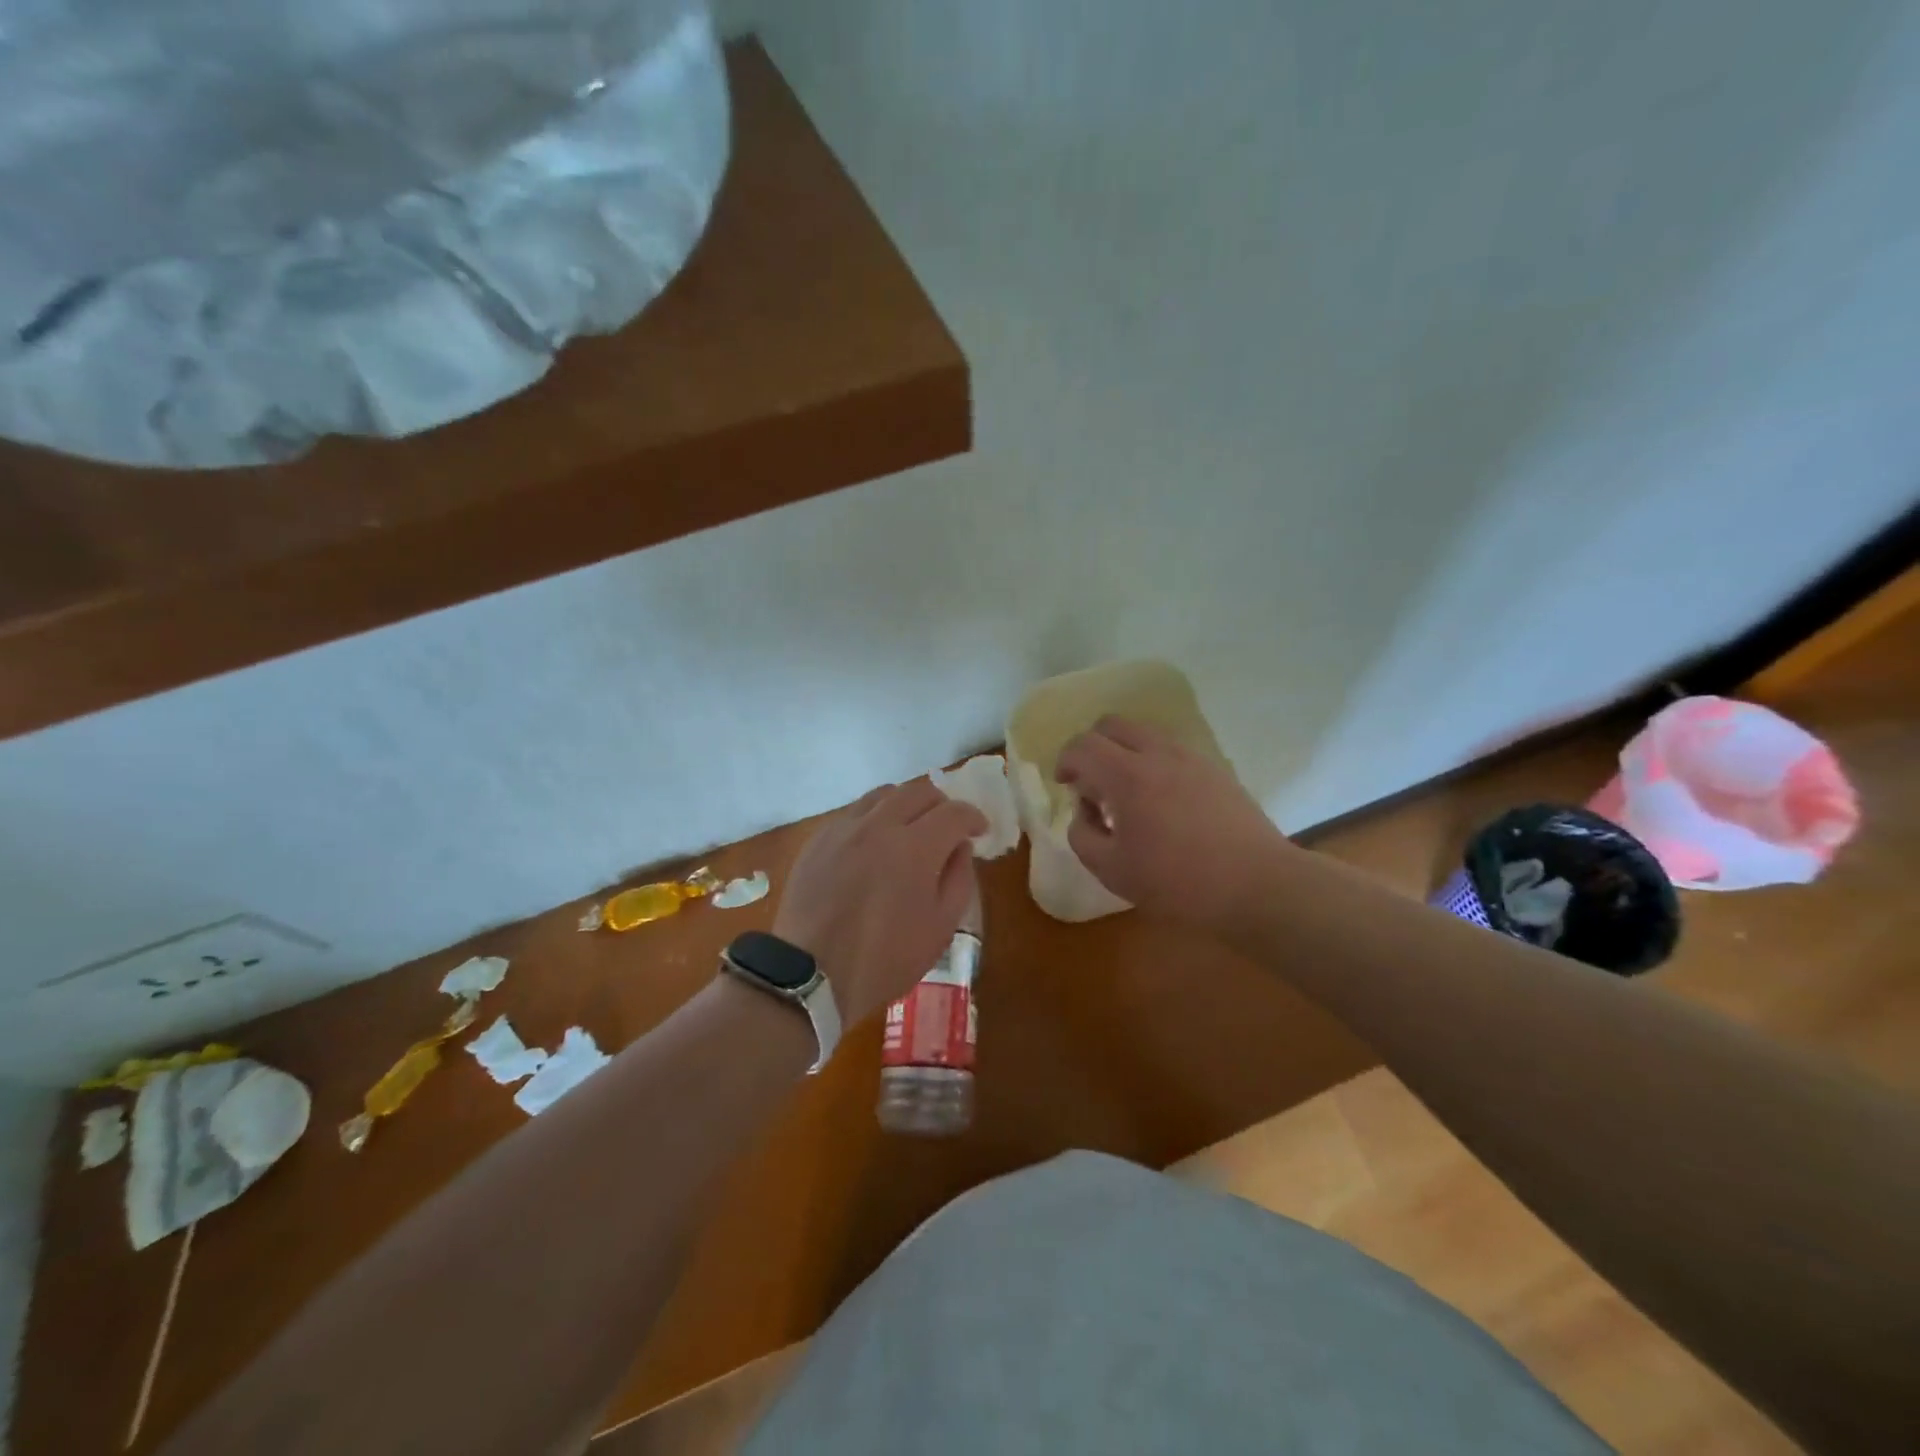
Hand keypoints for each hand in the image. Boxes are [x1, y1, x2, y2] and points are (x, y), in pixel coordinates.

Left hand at [772, 780, 986, 1025]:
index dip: (973, 817)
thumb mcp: (940, 928)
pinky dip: (874, 819)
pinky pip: (854, 813)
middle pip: (918, 790)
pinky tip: (874, 845)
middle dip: (941, 804)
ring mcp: (844, 828)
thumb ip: (959, 880)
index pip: (954, 812)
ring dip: (906, 805)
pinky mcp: (818, 839)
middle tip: (947, 827)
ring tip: (910, 829)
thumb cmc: (884, 959)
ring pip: (883, 794)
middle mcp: (879, 825)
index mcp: (915, 848)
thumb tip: (960, 848)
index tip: (980, 831)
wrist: (810, 975)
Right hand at [1056, 715, 1295, 932]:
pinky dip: (1152, 762)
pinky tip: (1161, 803)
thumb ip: (1083, 835)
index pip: (1082, 745)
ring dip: (1124, 753)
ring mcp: (1191, 758)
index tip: (1065, 784)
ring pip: (1144, 734)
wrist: (1258, 886)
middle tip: (1091, 784)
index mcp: (1127, 776)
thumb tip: (1085, 811)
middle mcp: (1158, 754)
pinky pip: (1171, 750)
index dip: (1065, 760)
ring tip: (1127, 795)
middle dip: (1092, 747)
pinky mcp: (1215, 769)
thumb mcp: (1112, 870)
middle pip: (1112, 725)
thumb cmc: (1178, 883)